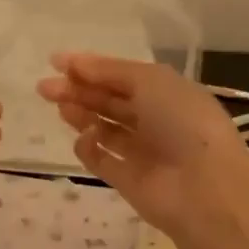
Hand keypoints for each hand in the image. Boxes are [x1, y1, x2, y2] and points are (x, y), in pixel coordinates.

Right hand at [36, 53, 248, 235]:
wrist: (204, 187)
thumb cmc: (182, 121)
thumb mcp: (150, 81)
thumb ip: (110, 71)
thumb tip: (75, 63)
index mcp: (167, 93)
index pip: (123, 76)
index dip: (91, 67)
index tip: (56, 62)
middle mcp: (155, 120)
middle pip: (109, 101)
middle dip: (78, 90)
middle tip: (44, 87)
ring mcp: (142, 152)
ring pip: (103, 128)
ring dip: (80, 114)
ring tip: (58, 105)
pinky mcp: (128, 181)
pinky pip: (101, 160)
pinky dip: (89, 148)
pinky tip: (84, 138)